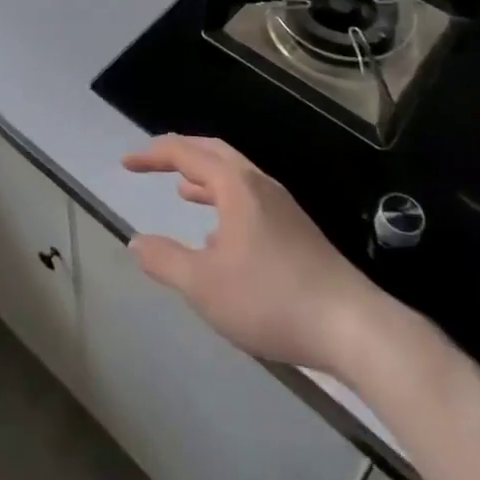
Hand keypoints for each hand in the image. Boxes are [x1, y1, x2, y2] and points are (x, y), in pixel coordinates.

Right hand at [123, 134, 379, 376]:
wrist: (352, 326)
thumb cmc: (271, 299)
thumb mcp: (206, 285)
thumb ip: (166, 261)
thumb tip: (135, 242)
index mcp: (236, 185)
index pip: (186, 153)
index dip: (153, 155)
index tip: (126, 164)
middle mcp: (259, 185)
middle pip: (214, 153)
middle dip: (181, 154)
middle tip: (153, 163)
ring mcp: (282, 207)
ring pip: (235, 178)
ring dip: (205, 179)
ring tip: (182, 191)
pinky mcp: (297, 231)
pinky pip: (250, 200)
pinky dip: (225, 203)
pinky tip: (220, 239)